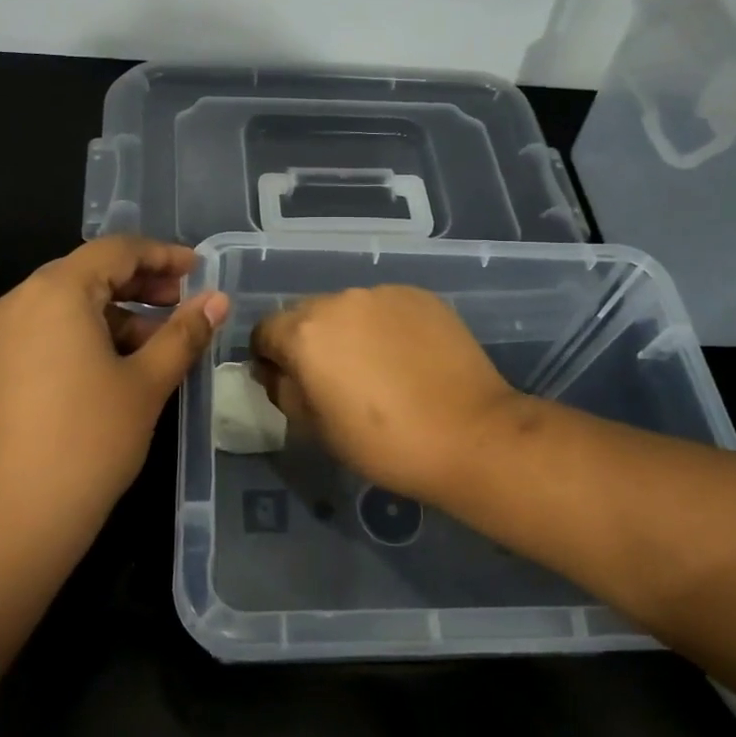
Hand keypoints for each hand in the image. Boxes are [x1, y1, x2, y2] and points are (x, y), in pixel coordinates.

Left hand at [0, 237, 227, 547]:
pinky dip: (87, 337)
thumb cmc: (86, 442)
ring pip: (68, 305)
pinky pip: (48, 332)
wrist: (3, 523)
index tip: (200, 270)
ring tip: (159, 345)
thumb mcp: (146, 384)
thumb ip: (183, 334)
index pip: (116, 250)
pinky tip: (117, 368)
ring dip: (116, 315)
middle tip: (184, 305)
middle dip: (141, 284)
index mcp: (55, 291)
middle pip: (88, 273)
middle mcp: (19, 301)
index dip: (163, 255)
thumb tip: (218, 300)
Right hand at [252, 286, 525, 509]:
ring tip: (375, 367)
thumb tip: (277, 372)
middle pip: (305, 315)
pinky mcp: (420, 296)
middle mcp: (339, 300)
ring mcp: (383, 293)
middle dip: (308, 342)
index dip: (268, 358)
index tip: (287, 382)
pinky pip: (384, 307)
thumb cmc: (382, 442)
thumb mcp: (315, 428)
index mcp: (305, 332)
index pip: (264, 331)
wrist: (470, 434)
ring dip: (347, 331)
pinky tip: (405, 357)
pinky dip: (383, 326)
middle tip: (332, 379)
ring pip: (347, 309)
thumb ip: (283, 391)